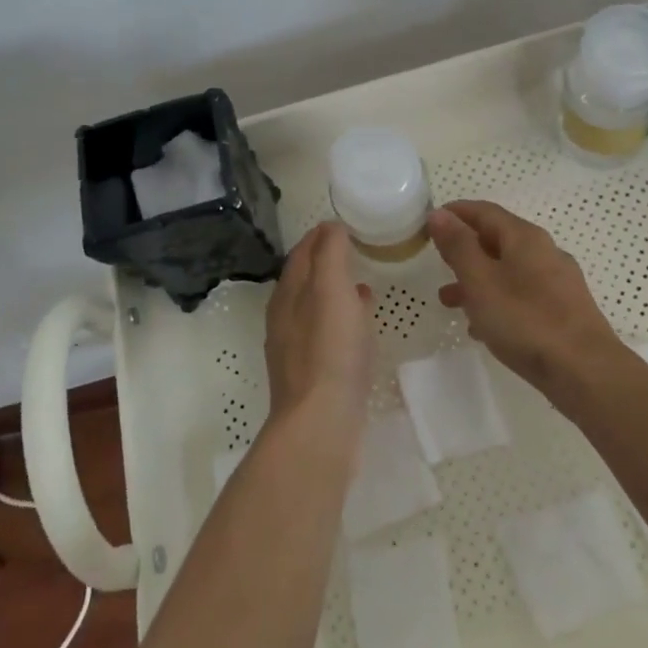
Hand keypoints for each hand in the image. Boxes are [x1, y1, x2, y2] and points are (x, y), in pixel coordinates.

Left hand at [264, 222, 374, 434]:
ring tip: (362, 285)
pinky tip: (361, 326)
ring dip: (335, 292)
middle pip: (304, 280)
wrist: (320, 423)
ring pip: (315, 308)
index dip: (319, 236)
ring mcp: (296, 349)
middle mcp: (285, 319)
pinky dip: (343, 320)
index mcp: (287, 295)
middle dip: (326, 262)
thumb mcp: (331, 289)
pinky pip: (327, 335)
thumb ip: (330, 254)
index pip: (300, 254)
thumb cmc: (329, 350)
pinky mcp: (312, 375)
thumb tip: (329, 227)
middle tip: (354, 250)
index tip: (342, 224)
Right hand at [428, 201, 625, 403]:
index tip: (427, 224)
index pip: (484, 211)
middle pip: (497, 239)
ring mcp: (558, 282)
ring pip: (508, 270)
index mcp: (525, 237)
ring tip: (448, 301)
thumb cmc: (526, 321)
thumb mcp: (480, 281)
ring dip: (476, 279)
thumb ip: (458, 246)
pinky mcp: (564, 310)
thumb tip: (439, 214)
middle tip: (436, 262)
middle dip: (464, 249)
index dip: (454, 213)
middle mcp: (545, 252)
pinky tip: (482, 327)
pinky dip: (497, 301)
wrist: (585, 372)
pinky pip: (522, 296)